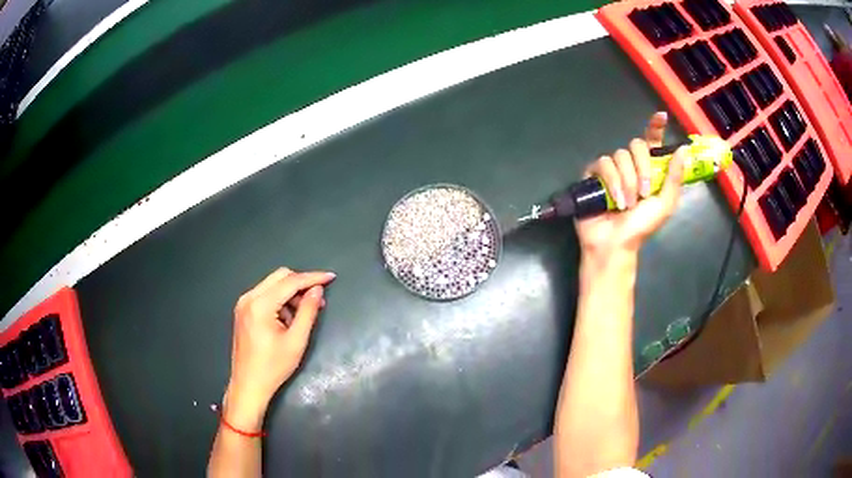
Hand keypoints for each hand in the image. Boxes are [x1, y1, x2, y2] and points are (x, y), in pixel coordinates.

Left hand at [223, 268, 335, 429]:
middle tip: (318, 300)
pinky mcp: (243, 310)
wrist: (248, 385)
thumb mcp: (296, 341)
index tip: (331, 277)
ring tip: (303, 315)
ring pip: (272, 285)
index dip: (312, 278)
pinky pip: (265, 295)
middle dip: (301, 284)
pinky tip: (287, 320)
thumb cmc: (273, 367)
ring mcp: (243, 303)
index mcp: (260, 305)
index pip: (290, 282)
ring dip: (290, 293)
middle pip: (280, 276)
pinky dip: (280, 300)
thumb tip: (317, 290)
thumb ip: (308, 311)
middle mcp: (249, 298)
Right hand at [575, 112, 684, 263]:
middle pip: (636, 145)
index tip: (661, 116)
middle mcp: (631, 165)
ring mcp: (611, 169)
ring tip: (628, 203)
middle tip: (644, 192)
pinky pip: (603, 164)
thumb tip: (683, 148)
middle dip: (643, 168)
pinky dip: (612, 181)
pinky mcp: (593, 174)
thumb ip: (674, 177)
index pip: (652, 142)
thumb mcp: (665, 204)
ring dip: (627, 180)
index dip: (655, 127)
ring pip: (619, 155)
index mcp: (649, 170)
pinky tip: (615, 199)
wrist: (615, 243)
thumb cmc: (641, 227)